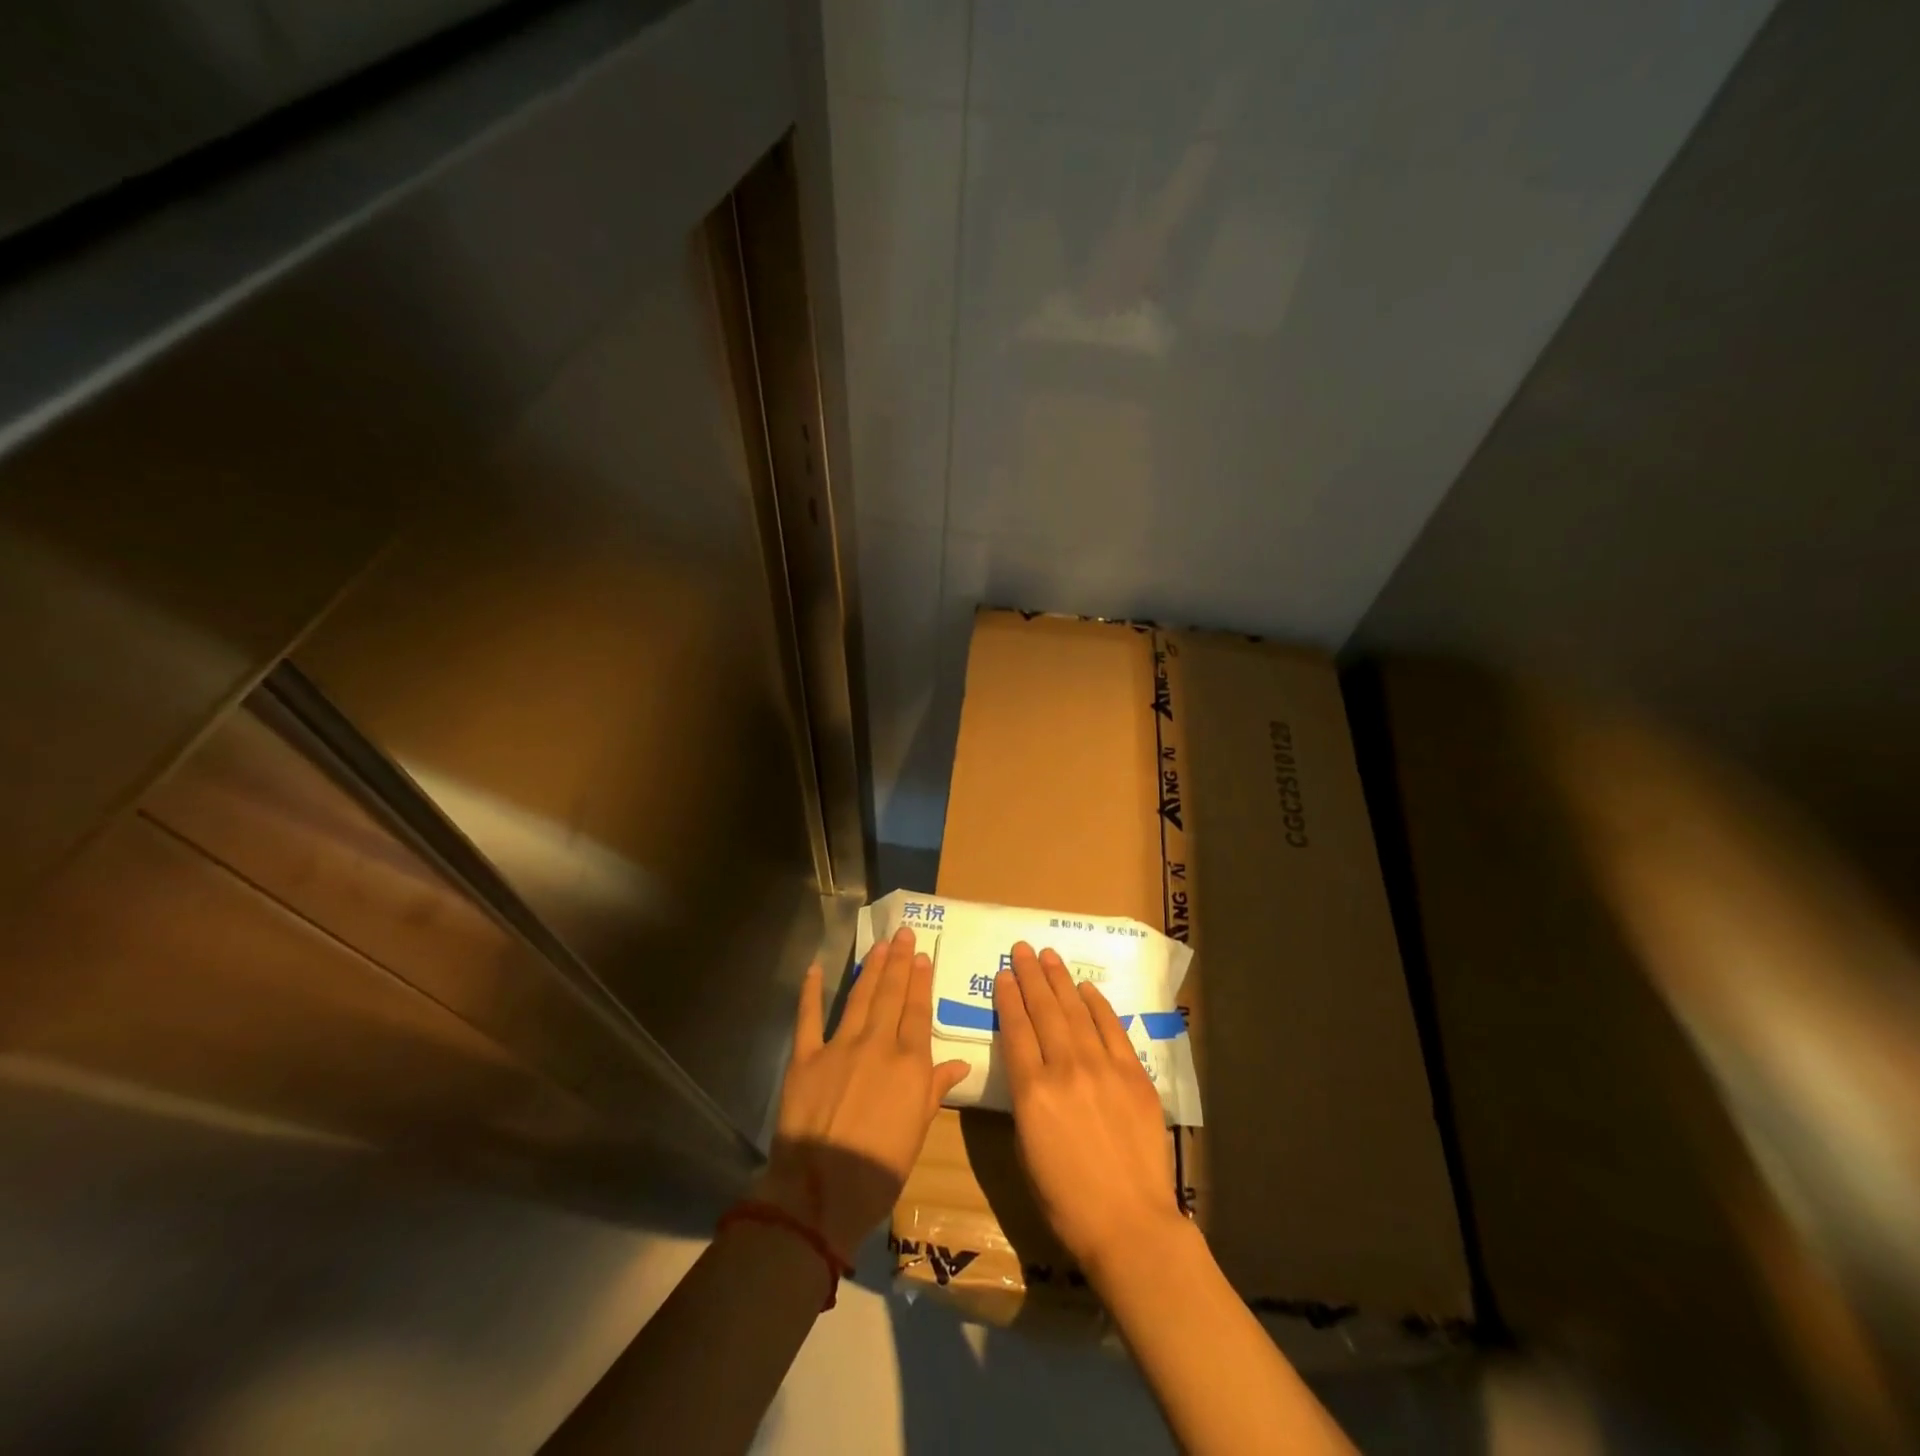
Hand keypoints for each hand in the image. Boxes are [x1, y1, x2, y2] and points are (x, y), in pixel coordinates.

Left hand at [758, 927, 969, 1260]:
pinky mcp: (805, 1058)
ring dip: (870, 969)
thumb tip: (958, 1063)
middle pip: (891, 995)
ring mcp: (839, 1047)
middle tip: (903, 934)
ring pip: (859, 998)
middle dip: (899, 962)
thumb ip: (934, 1090)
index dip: (921, 981)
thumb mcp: (917, 1132)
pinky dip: (811, 992)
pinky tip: (815, 969)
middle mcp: (877, 1045)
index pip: (918, 1012)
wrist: (820, 1193)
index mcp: (909, 1064)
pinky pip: (808, 1018)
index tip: (923, 956)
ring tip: (879, 945)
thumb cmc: (879, 1170)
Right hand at [994, 942, 1183, 1280]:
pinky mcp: (1134, 1075)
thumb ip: (1025, 1100)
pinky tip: (1086, 989)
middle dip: (1030, 976)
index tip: (1003, 973)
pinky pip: (1112, 1029)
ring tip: (1048, 956)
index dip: (1008, 998)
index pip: (1016, 1030)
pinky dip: (1098, 1006)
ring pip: (1076, 1012)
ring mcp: (1104, 1068)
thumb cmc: (1066, 1200)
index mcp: (1033, 1092)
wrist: (1130, 1224)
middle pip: (1044, 1010)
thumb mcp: (1026, 1150)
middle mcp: (1066, 1069)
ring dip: (1060, 981)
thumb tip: (1030, 1068)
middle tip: (1022, 949)